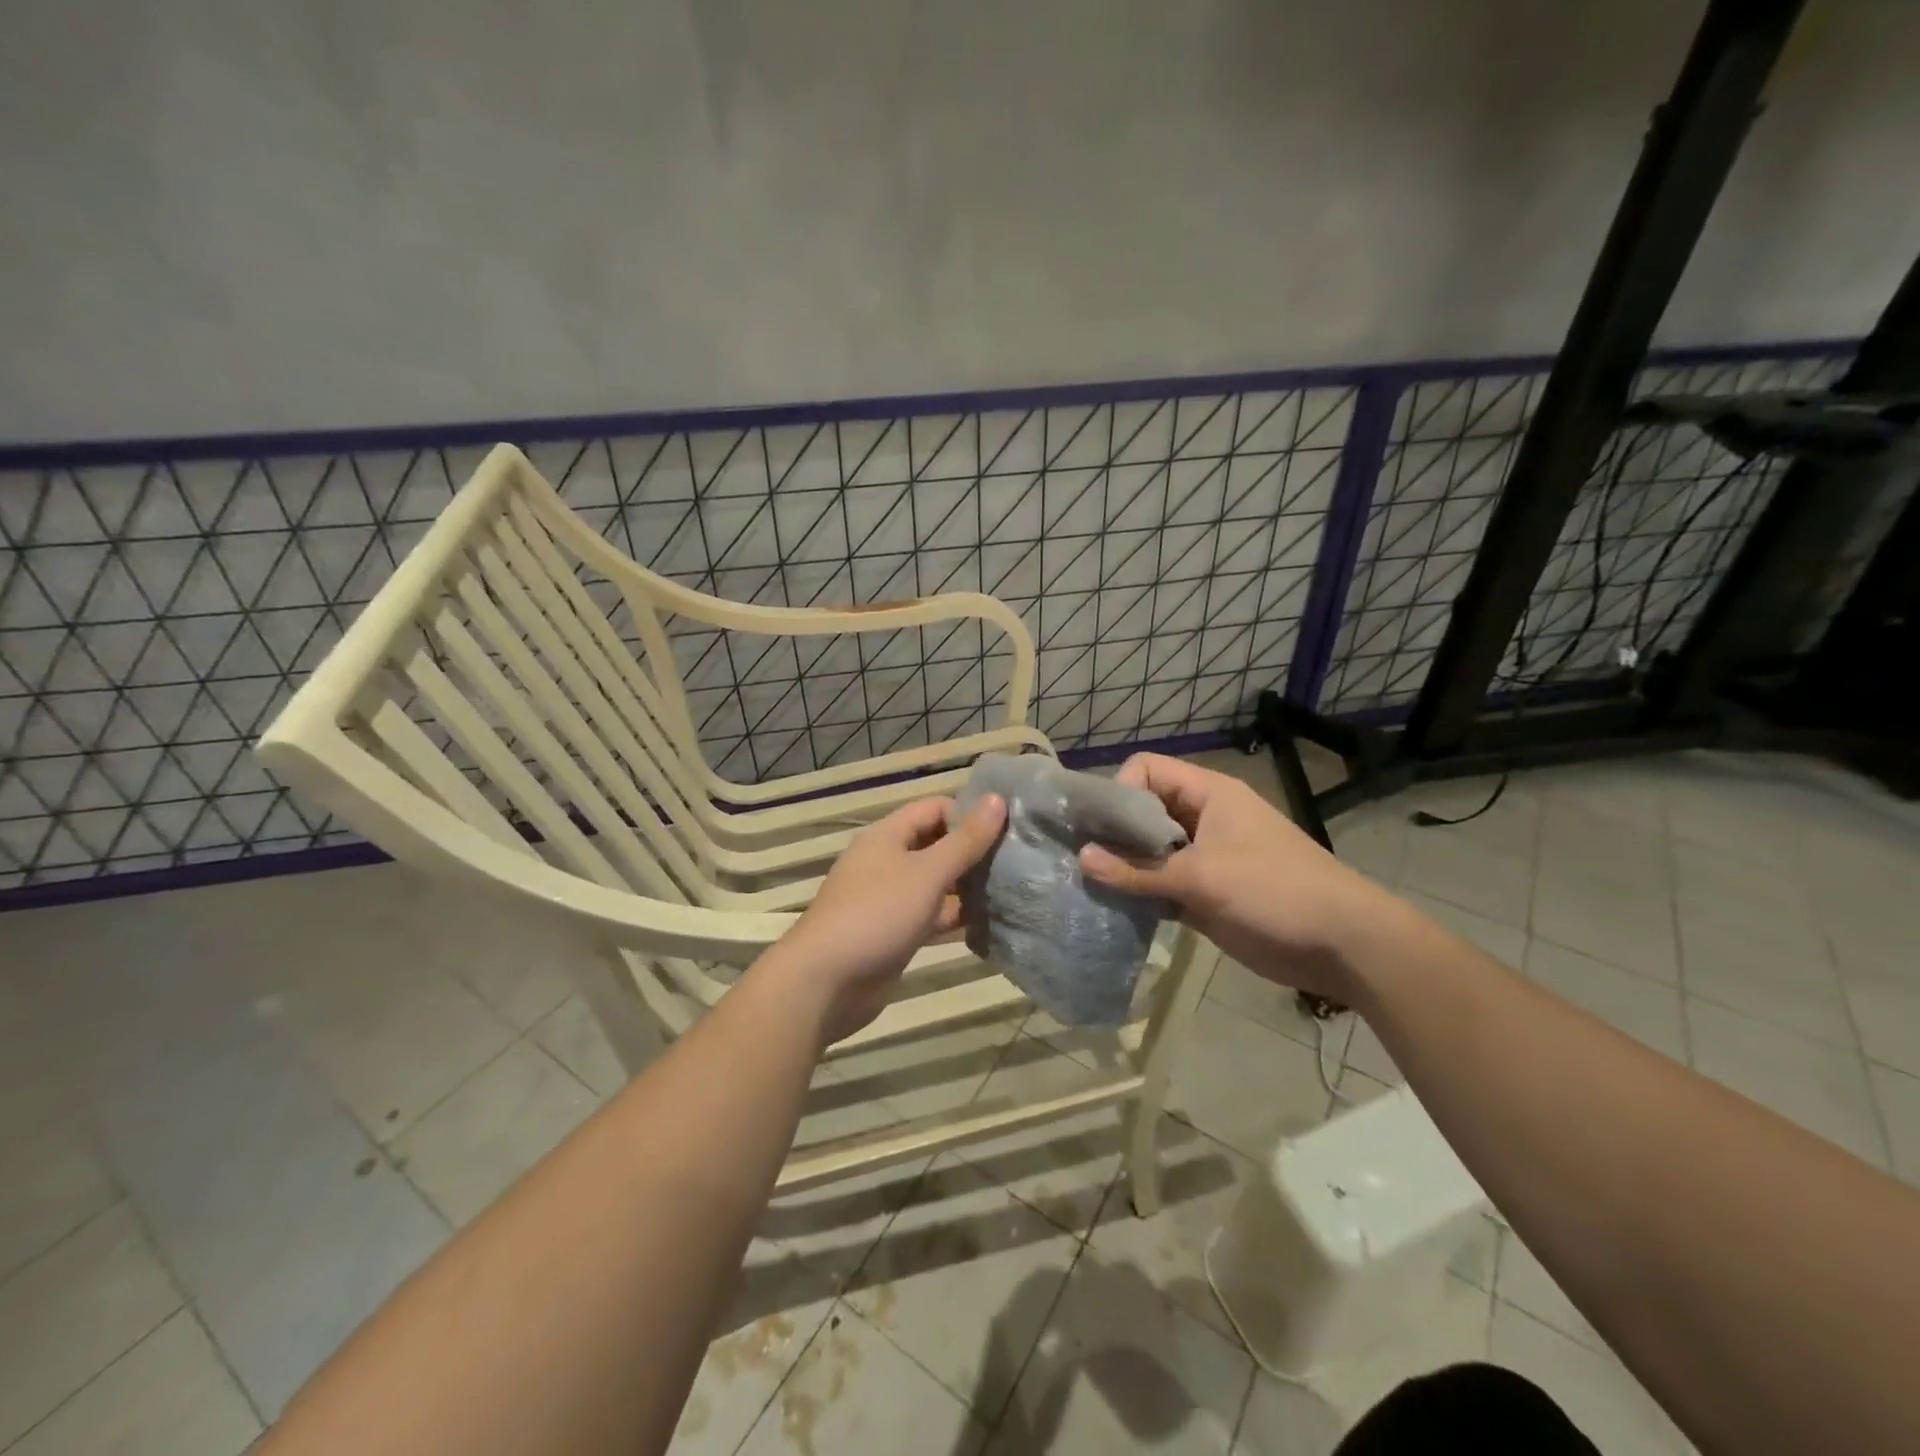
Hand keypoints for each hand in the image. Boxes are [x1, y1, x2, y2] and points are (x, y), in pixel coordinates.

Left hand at [766, 794, 1006, 1044]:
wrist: (826, 983)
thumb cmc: (877, 915)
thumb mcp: (927, 873)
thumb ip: (965, 840)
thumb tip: (997, 799)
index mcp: (887, 836)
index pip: (934, 808)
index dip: (967, 814)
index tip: (1005, 831)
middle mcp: (887, 861)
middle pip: (936, 845)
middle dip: (972, 851)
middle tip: (1015, 862)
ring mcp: (889, 899)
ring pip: (936, 883)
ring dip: (967, 886)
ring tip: (1011, 891)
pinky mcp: (894, 933)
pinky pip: (930, 915)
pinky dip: (954, 916)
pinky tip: (988, 922)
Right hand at [1078, 754, 1393, 1001]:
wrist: (1342, 944)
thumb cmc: (1274, 891)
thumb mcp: (1202, 877)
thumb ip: (1139, 870)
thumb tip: (1081, 859)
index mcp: (1208, 794)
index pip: (1146, 770)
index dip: (1120, 792)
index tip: (1102, 829)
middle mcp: (1201, 819)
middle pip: (1143, 810)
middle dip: (1112, 832)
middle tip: (1079, 859)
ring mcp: (1203, 858)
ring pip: (1149, 851)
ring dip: (1123, 867)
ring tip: (1089, 886)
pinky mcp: (1205, 894)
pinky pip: (1161, 884)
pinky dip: (1140, 894)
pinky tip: (1116, 910)